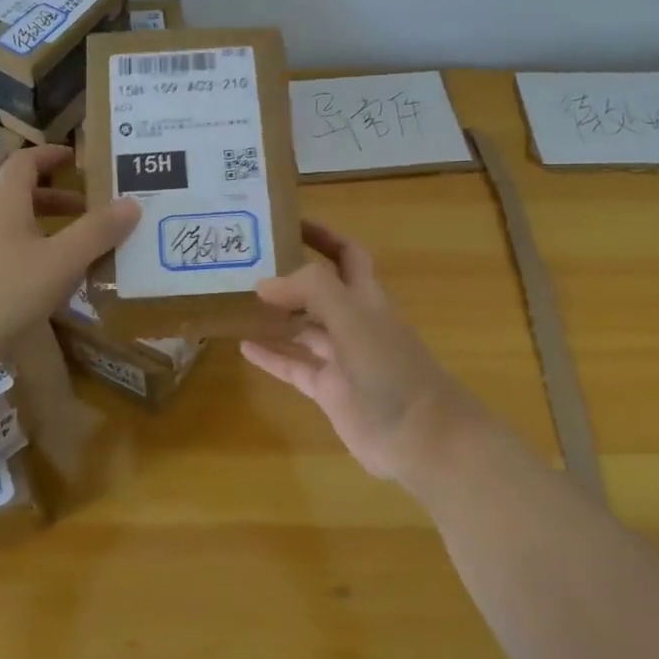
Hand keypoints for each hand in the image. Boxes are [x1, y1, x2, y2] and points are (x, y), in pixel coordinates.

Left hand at [0, 144, 139, 362]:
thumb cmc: (0, 291)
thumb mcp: (59, 261)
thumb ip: (96, 232)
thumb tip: (132, 202)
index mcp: (4, 205)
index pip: (24, 164)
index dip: (50, 155)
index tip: (77, 158)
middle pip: (22, 199)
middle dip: (59, 200)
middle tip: (94, 210)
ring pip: (17, 234)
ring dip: (50, 235)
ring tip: (85, 253)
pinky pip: (11, 264)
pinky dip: (37, 265)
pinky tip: (57, 290)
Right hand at [240, 221, 485, 489]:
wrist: (421, 437)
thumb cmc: (391, 369)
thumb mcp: (353, 317)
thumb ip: (311, 291)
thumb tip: (264, 283)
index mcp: (366, 298)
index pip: (345, 254)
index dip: (322, 235)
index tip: (286, 221)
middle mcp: (353, 322)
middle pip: (319, 290)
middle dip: (290, 275)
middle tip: (248, 262)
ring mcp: (341, 358)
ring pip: (302, 329)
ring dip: (275, 316)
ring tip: (236, 301)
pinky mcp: (329, 391)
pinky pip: (294, 367)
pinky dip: (271, 356)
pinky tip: (243, 347)